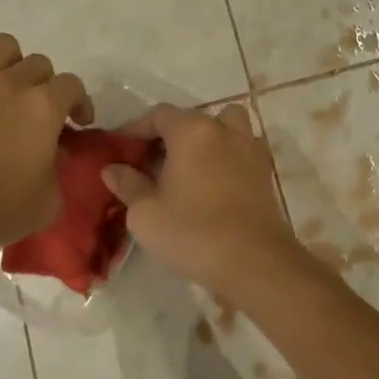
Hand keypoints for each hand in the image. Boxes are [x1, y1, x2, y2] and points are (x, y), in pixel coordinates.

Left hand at [0, 35, 91, 249]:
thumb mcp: (45, 203)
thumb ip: (57, 174)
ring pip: (4, 46)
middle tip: (40, 113)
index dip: (80, 102)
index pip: (72, 86)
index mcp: (44, 107)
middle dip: (47, 85)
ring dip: (13, 64)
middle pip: (39, 63)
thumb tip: (54, 156)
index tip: (78, 124)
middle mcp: (12, 83)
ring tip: (8, 91)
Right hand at [100, 103, 304, 300]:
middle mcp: (224, 131)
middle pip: (193, 119)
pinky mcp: (265, 174)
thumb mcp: (145, 213)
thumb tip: (113, 168)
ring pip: (226, 128)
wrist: (254, 263)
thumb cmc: (193, 233)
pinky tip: (212, 186)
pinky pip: (241, 152)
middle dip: (170, 135)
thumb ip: (128, 184)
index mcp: (192, 131)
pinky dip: (226, 159)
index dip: (136, 127)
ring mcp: (250, 150)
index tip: (120, 147)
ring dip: (207, 140)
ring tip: (189, 167)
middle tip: (151, 162)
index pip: (159, 114)